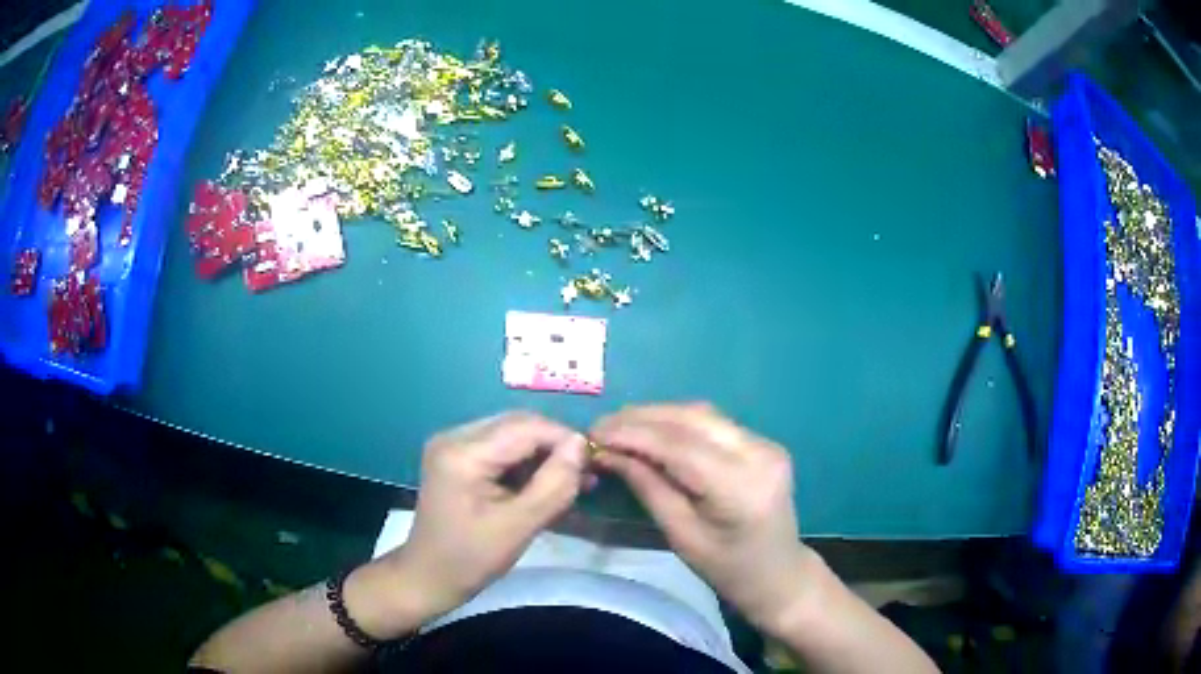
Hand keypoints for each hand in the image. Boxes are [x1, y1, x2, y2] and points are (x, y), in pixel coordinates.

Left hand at [380, 412, 586, 619]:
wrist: (428, 577)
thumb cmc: (471, 559)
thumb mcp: (518, 526)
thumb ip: (553, 485)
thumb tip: (581, 445)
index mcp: (463, 453)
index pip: (526, 427)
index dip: (565, 440)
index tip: (595, 464)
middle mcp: (455, 436)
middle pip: (518, 425)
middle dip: (555, 447)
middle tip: (585, 476)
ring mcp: (453, 445)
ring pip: (513, 435)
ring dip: (543, 455)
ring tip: (572, 483)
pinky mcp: (457, 457)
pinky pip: (500, 448)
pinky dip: (525, 464)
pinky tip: (544, 485)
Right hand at [591, 403, 813, 631]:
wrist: (778, 573)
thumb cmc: (727, 569)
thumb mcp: (681, 535)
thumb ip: (648, 487)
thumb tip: (609, 453)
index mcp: (741, 487)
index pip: (680, 446)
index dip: (633, 434)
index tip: (594, 434)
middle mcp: (759, 454)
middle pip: (693, 419)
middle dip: (642, 418)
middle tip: (601, 426)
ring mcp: (766, 444)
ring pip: (703, 414)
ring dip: (658, 416)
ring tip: (620, 426)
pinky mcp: (763, 443)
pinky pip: (713, 424)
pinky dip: (678, 423)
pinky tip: (653, 431)